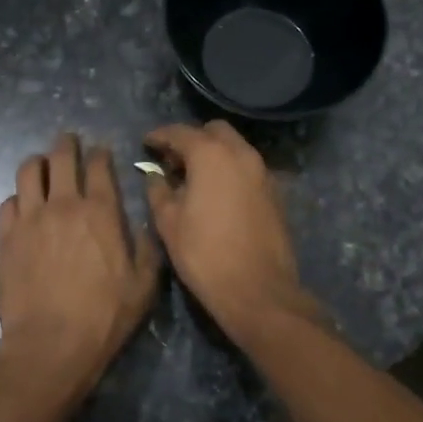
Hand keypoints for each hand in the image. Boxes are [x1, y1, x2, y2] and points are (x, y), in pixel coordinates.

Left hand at [0, 133, 161, 407]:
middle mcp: (64, 204)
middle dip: (67, 143)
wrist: (50, 345)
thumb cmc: (103, 317)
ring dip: (38, 162)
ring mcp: (30, 218)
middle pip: (61, 156)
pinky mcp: (5, 237)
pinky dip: (18, 198)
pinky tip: (23, 206)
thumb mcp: (143, 286)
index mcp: (101, 212)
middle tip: (68, 141)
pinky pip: (8, 202)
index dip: (100, 153)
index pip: (99, 165)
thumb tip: (146, 224)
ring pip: (29, 171)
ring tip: (42, 165)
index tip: (101, 151)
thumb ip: (148, 248)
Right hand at [142, 121, 315, 337]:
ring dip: (213, 154)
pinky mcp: (275, 193)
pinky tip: (216, 194)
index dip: (160, 135)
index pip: (181, 132)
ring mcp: (263, 172)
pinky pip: (248, 168)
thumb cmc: (204, 254)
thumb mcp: (168, 223)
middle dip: (192, 139)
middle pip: (214, 131)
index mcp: (211, 155)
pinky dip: (230, 170)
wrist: (257, 290)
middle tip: (172, 161)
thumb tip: (156, 176)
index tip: (147, 142)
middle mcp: (241, 154)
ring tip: (192, 178)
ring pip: (235, 147)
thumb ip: (158, 191)